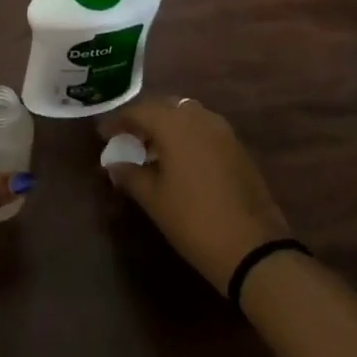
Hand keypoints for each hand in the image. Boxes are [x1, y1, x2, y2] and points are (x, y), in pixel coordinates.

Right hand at [101, 96, 292, 290]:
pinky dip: (186, 136)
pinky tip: (178, 160)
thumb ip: (130, 175)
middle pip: (164, 107)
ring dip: (166, 127)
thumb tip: (113, 164)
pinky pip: (203, 130)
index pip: (139, 111)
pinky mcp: (238, 148)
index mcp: (175, 124)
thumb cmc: (194, 220)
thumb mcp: (153, 199)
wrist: (254, 248)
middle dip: (143, 120)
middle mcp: (199, 118)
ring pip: (186, 116)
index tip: (102, 134)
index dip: (118, 122)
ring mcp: (223, 132)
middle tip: (126, 138)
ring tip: (151, 149)